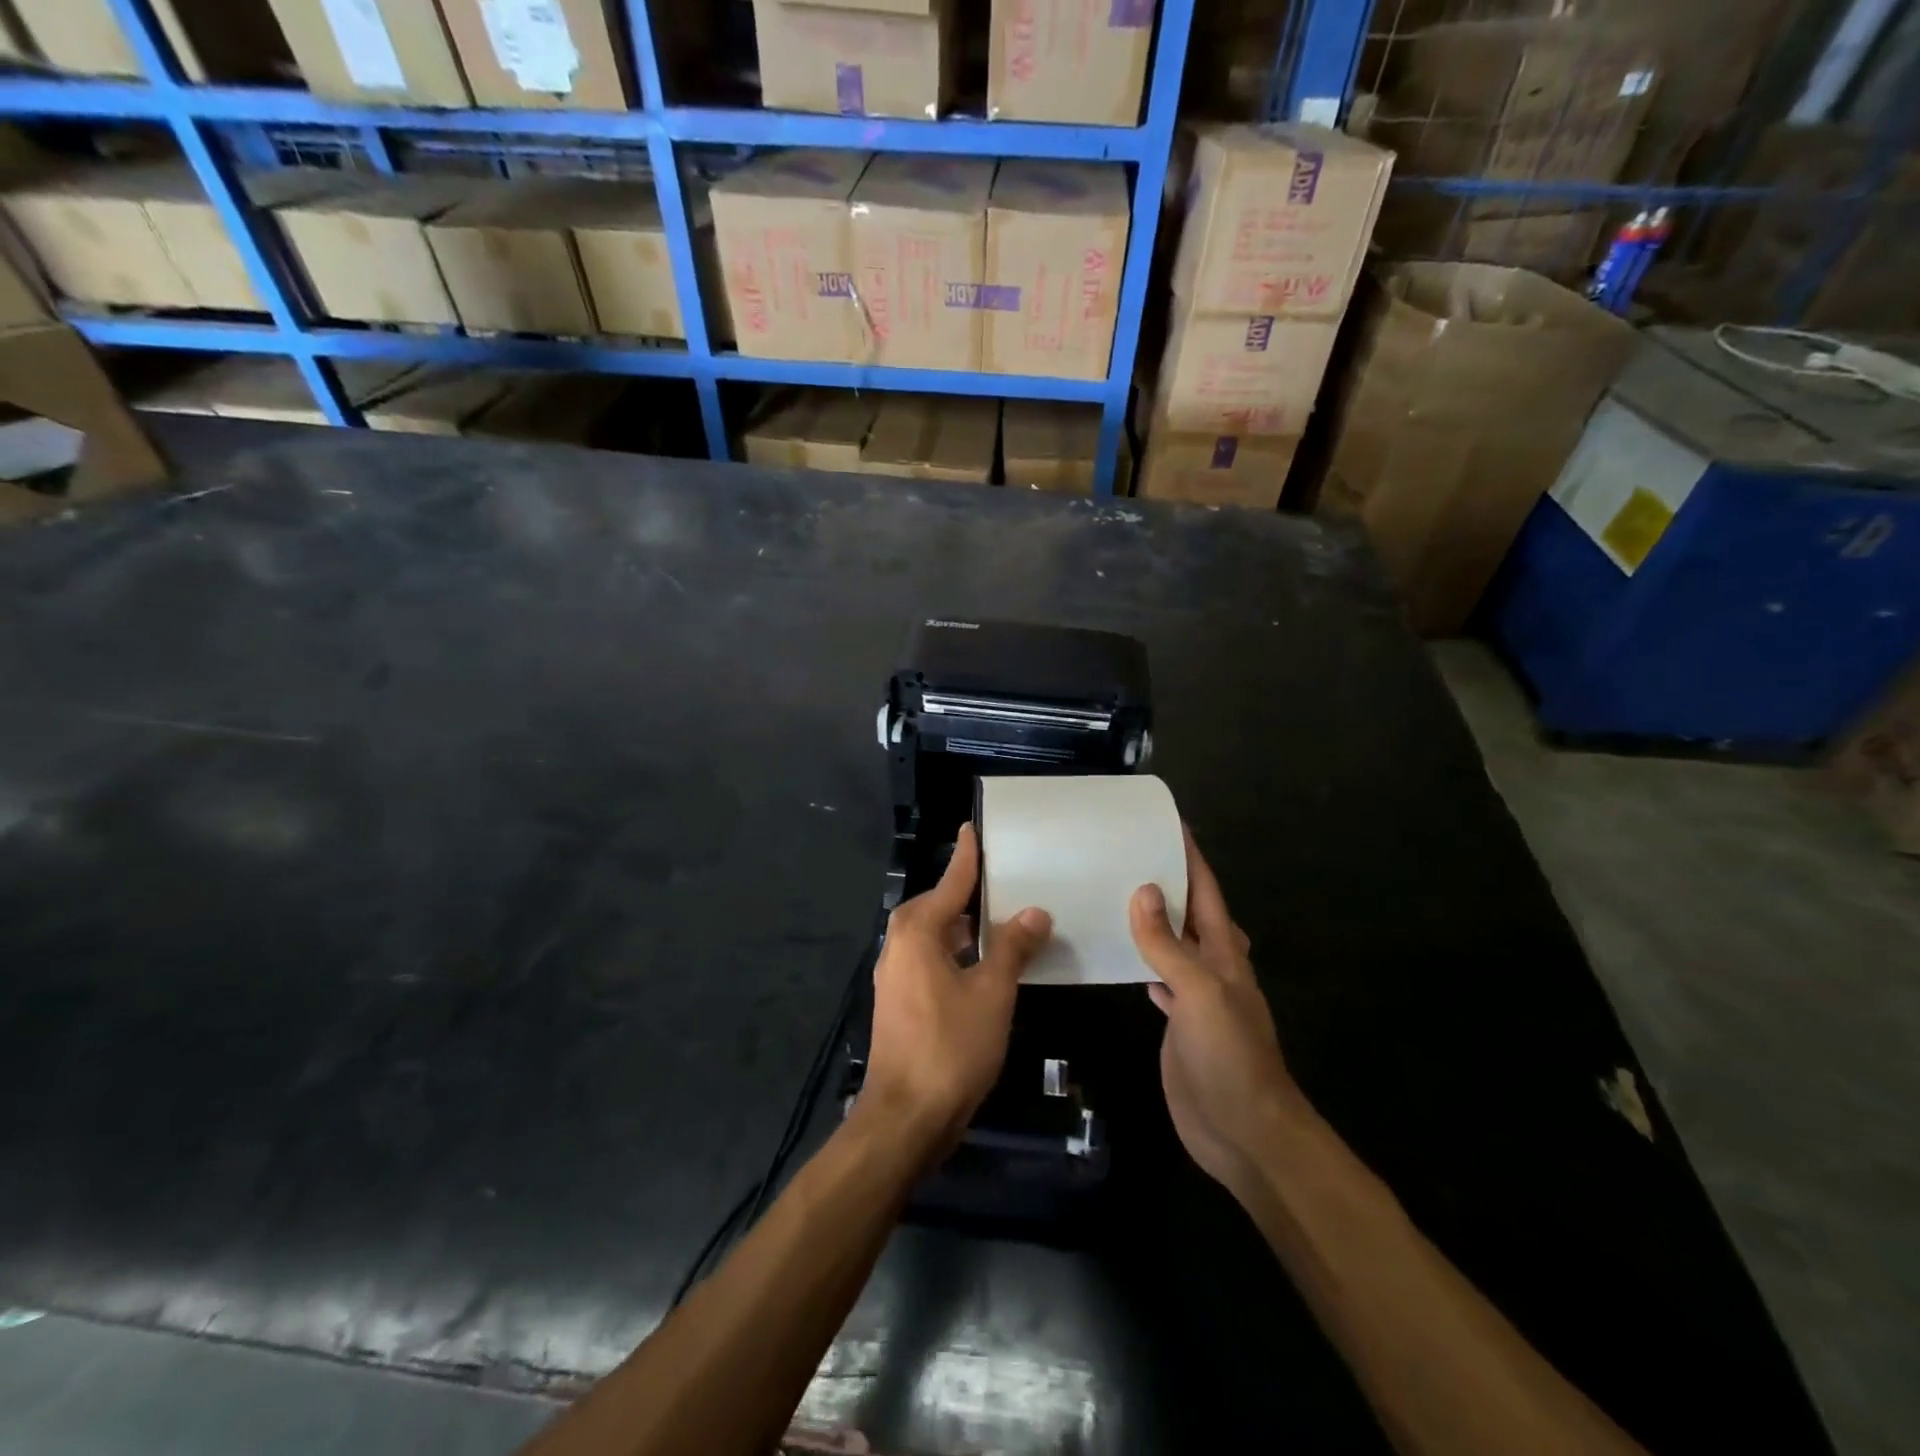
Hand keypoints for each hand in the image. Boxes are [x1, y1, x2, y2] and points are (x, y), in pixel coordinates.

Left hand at [864, 825, 1050, 1146]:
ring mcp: (897, 974)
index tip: (974, 827)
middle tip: (1008, 878)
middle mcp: (900, 943)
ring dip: (968, 928)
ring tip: (1006, 920)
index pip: (951, 881)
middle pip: (941, 906)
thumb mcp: (992, 992)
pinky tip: (987, 964)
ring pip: (938, 936)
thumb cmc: (950, 1046)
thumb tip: (1034, 912)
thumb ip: (1012, 947)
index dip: (968, 855)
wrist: (906, 1117)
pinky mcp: (901, 1000)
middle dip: (972, 894)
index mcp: (917, 930)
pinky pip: (934, 960)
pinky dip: (960, 954)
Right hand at [1131, 831, 1304, 1199]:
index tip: (1168, 821)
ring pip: (1172, 943)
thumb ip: (1168, 944)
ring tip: (1114, 891)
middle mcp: (1211, 966)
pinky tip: (1117, 953)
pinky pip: (1156, 977)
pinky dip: (1140, 959)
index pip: (1206, 890)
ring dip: (1152, 919)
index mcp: (1223, 951)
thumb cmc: (1230, 1056)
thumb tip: (1145, 890)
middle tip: (1126, 852)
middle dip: (1166, 880)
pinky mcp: (1178, 1022)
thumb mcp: (1199, 993)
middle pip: (1189, 911)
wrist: (1246, 1133)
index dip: (1190, 855)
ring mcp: (1195, 996)